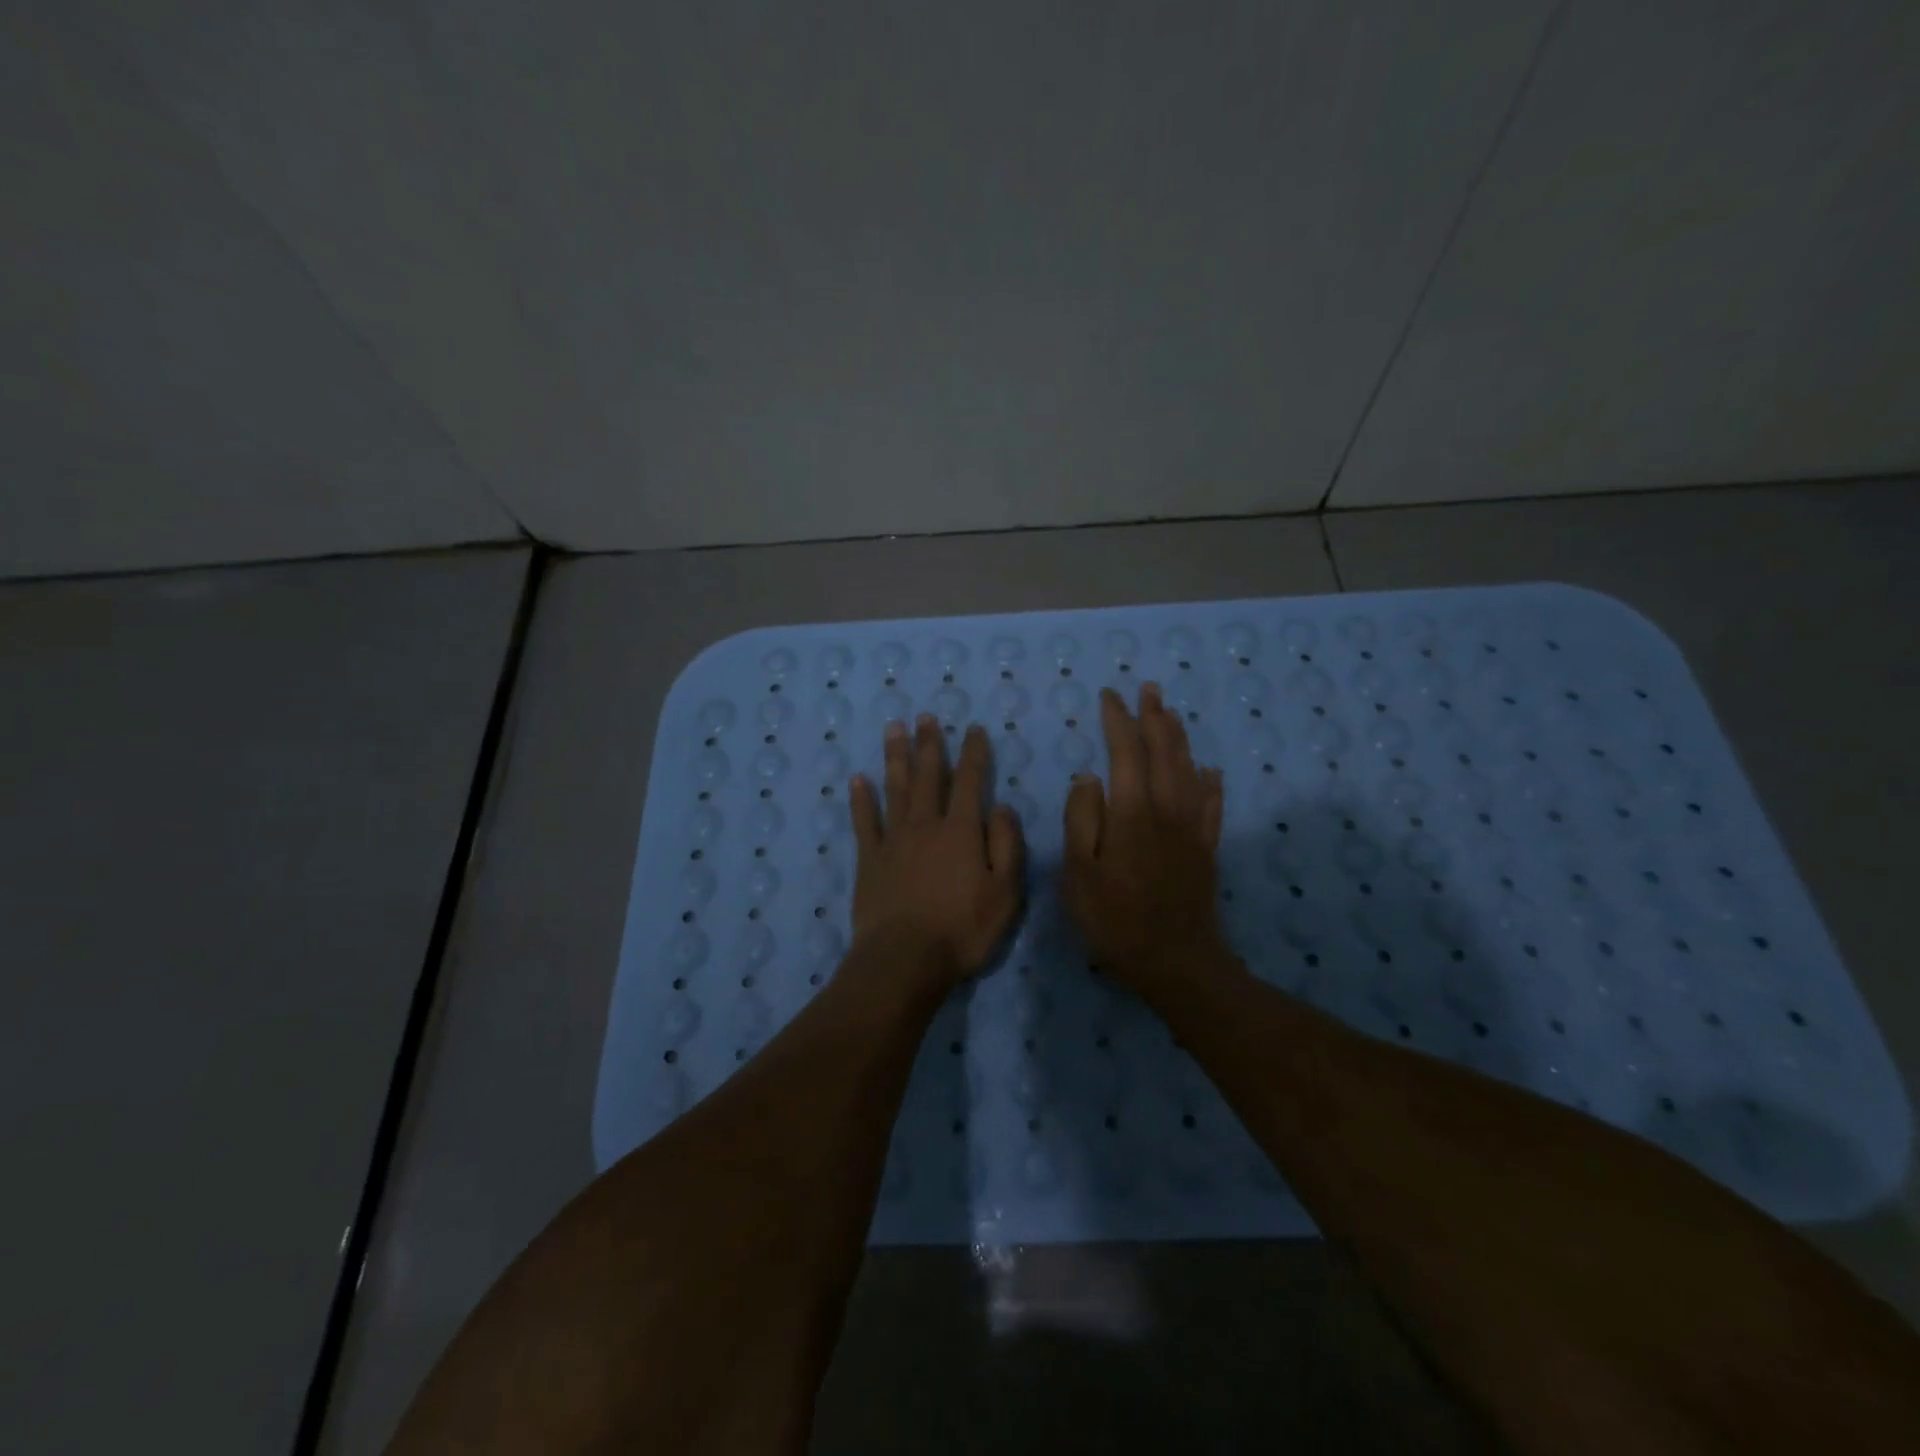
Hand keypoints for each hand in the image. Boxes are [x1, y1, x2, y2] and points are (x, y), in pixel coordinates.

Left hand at [847, 717, 1024, 991]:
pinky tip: (857, 779)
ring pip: (895, 789)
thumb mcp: (1005, 892)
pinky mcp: (869, 860)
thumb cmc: (962, 930)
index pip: (970, 781)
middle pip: (927, 776)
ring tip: (893, 728)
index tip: (974, 729)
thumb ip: (1007, 845)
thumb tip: (1004, 807)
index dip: (974, 753)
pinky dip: (861, 799)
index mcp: (961, 831)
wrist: (904, 959)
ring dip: (895, 757)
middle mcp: (926, 825)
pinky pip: (864, 822)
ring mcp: (893, 840)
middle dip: (929, 744)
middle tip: (925, 716)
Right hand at [1061, 683, 1225, 995]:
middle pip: (1164, 752)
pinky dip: (1210, 782)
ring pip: (1189, 770)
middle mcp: (1166, 811)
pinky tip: (1210, 770)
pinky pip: (1212, 805)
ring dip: (1179, 738)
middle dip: (1154, 717)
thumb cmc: (1115, 920)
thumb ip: (1081, 820)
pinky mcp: (1207, 849)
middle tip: (1148, 689)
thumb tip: (1088, 776)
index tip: (1109, 697)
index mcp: (1131, 813)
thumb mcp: (1078, 874)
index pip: (1126, 753)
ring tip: (1171, 713)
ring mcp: (1191, 829)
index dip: (1118, 721)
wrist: (1175, 961)